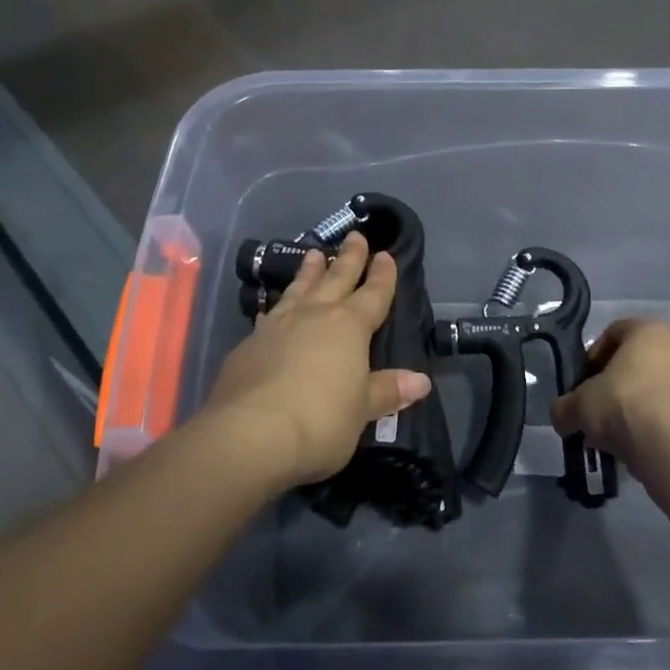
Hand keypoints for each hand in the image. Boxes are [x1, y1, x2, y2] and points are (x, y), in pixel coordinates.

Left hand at [204, 232, 432, 488]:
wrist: (250, 434)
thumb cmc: (320, 420)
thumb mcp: (362, 410)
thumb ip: (387, 391)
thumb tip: (421, 381)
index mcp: (349, 327)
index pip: (372, 294)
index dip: (382, 276)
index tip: (386, 255)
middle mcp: (313, 317)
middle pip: (336, 280)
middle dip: (349, 259)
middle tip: (355, 235)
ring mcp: (277, 328)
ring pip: (299, 290)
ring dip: (309, 272)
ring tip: (315, 254)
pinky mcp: (248, 346)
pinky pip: (270, 316)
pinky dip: (278, 307)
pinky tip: (274, 310)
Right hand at [549, 318, 669, 477]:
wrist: (669, 448)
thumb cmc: (622, 405)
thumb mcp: (578, 404)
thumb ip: (564, 406)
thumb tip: (561, 416)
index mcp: (648, 330)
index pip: (612, 332)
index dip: (591, 356)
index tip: (580, 382)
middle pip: (632, 361)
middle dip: (609, 384)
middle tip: (592, 407)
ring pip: (648, 387)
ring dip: (627, 405)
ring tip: (607, 432)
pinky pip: (663, 409)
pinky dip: (645, 421)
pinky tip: (628, 442)